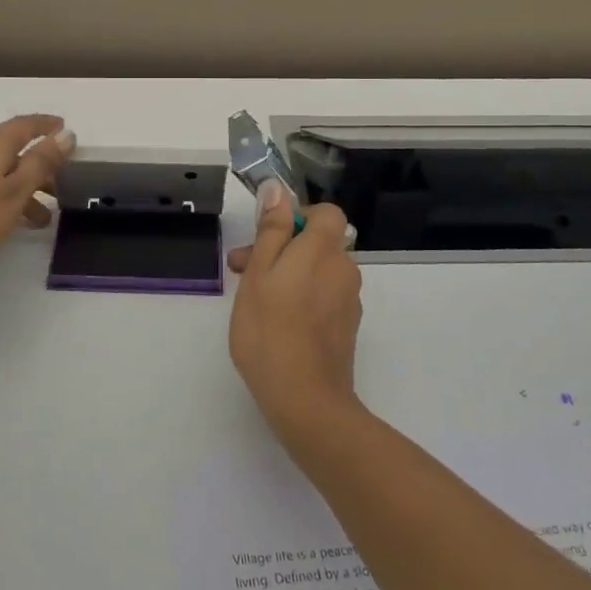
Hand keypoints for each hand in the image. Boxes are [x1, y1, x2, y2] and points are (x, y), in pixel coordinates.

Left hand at [0, 114, 73, 280]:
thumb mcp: (16, 191)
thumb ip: (41, 163)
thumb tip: (66, 134)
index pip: (24, 125)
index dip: (46, 125)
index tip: (65, 128)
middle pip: (13, 149)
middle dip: (40, 164)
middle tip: (63, 181)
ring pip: (1, 171)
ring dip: (26, 188)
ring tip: (44, 218)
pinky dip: (7, 196)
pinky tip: (15, 221)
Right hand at [227, 181, 363, 441]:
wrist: (305, 399)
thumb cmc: (270, 330)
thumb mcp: (259, 273)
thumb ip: (271, 230)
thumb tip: (278, 189)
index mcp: (324, 250)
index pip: (326, 213)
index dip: (298, 217)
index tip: (267, 237)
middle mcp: (344, 269)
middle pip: (318, 243)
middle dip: (281, 248)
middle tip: (241, 270)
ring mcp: (349, 300)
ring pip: (318, 271)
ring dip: (288, 274)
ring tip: (253, 299)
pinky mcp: (346, 327)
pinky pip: (324, 296)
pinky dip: (302, 298)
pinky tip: (277, 323)